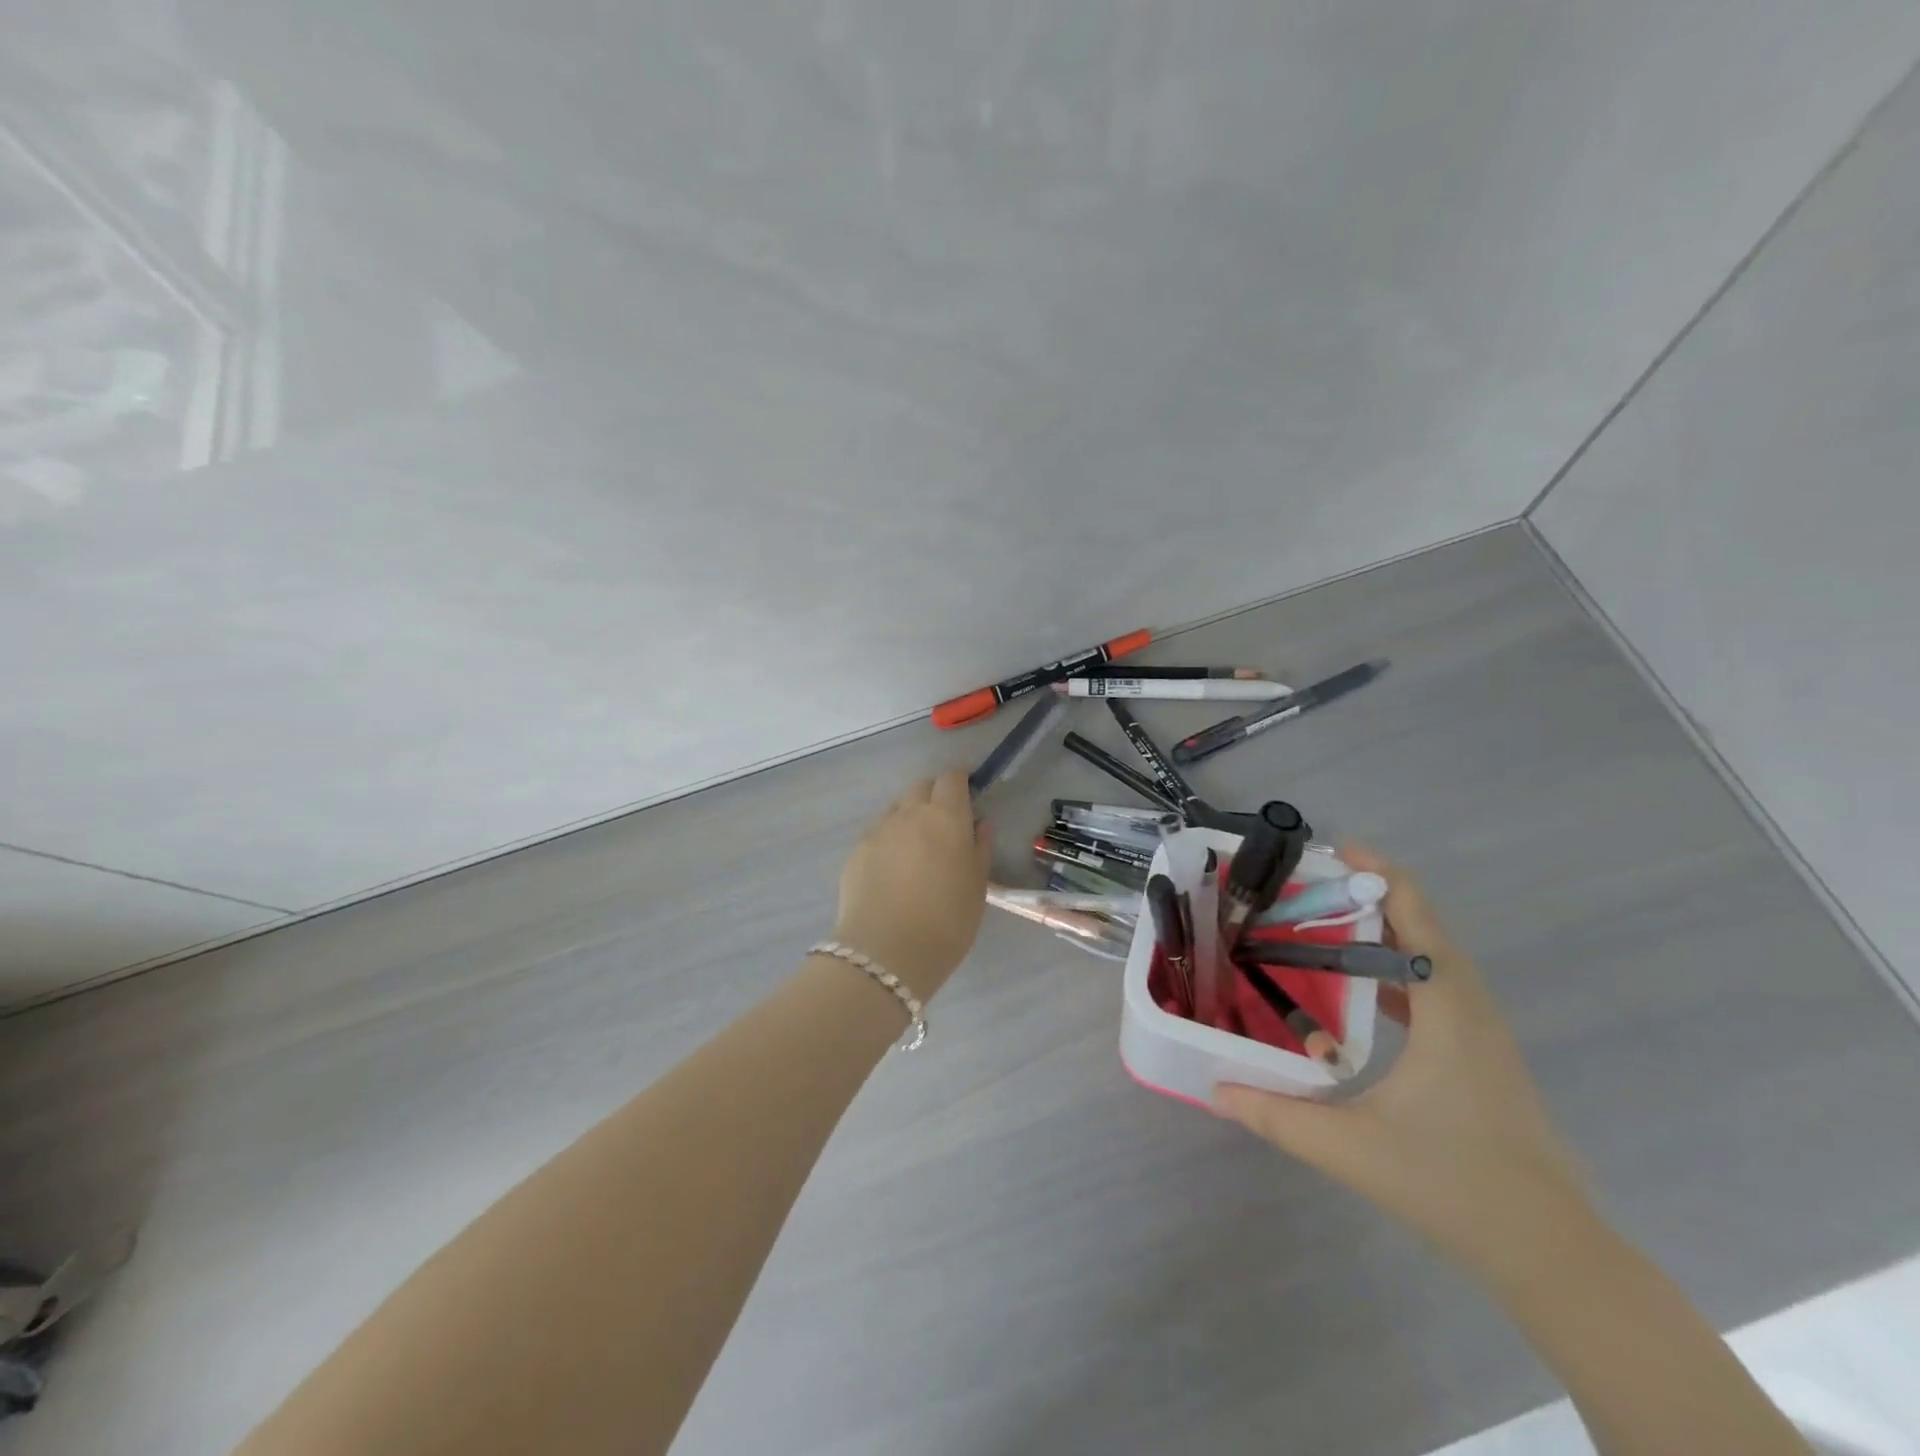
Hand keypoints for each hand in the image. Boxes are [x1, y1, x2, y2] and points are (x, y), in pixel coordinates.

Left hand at [833, 771, 990, 1000]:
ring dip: (910, 817)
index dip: (960, 782)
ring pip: (897, 809)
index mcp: (945, 817)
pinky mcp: (856, 852)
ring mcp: (878, 831)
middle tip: (945, 825)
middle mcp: (909, 814)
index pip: (951, 778)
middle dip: (935, 796)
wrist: (886, 953)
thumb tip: (979, 823)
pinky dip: (890, 840)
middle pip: (921, 787)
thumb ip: (980, 848)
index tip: (968, 795)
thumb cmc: (947, 921)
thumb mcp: (977, 886)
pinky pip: (878, 833)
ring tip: (918, 849)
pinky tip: (894, 870)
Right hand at [1214, 846, 1597, 1282]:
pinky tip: (1357, 987)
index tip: (1332, 851)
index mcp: (1448, 1012)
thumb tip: (1212, 1089)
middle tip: (1307, 888)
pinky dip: (1396, 967)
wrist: (1551, 1252)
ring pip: (1432, 956)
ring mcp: (1480, 1032)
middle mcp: (1469, 1008)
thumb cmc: (1455, 1186)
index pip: (1418, 918)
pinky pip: (1435, 986)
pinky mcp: (1478, 1053)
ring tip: (1322, 923)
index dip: (1379, 874)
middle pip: (1423, 926)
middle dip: (1369, 895)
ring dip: (1382, 930)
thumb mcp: (1352, 1150)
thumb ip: (1277, 1116)